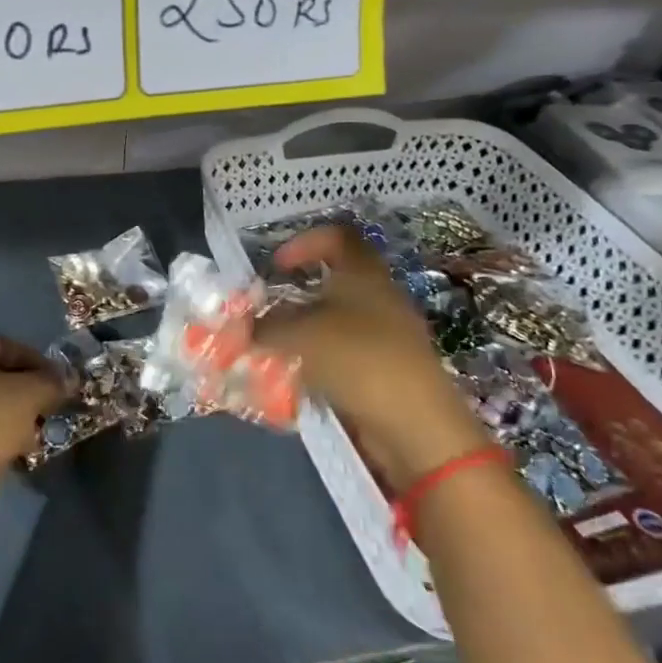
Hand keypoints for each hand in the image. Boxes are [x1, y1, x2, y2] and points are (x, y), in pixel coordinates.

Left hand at [0, 336, 67, 498]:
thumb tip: (68, 380)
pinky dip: (2, 434)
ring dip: (17, 413)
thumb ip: (52, 382)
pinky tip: (21, 448)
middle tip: (52, 403)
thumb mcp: (30, 394)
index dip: (35, 358)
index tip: (58, 378)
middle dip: (28, 388)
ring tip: (40, 428)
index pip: (3, 344)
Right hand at [254, 227, 488, 484]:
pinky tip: (301, 379)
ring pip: (338, 320)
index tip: (277, 266)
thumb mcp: (300, 336)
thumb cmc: (358, 359)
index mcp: (363, 273)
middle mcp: (380, 296)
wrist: (415, 425)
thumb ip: (266, 326)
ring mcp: (388, 334)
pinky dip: (322, 359)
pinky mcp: (388, 368)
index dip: (304, 242)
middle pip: (336, 280)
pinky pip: (347, 353)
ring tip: (278, 349)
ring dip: (306, 330)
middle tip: (270, 310)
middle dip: (298, 293)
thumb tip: (246, 324)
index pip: (337, 237)